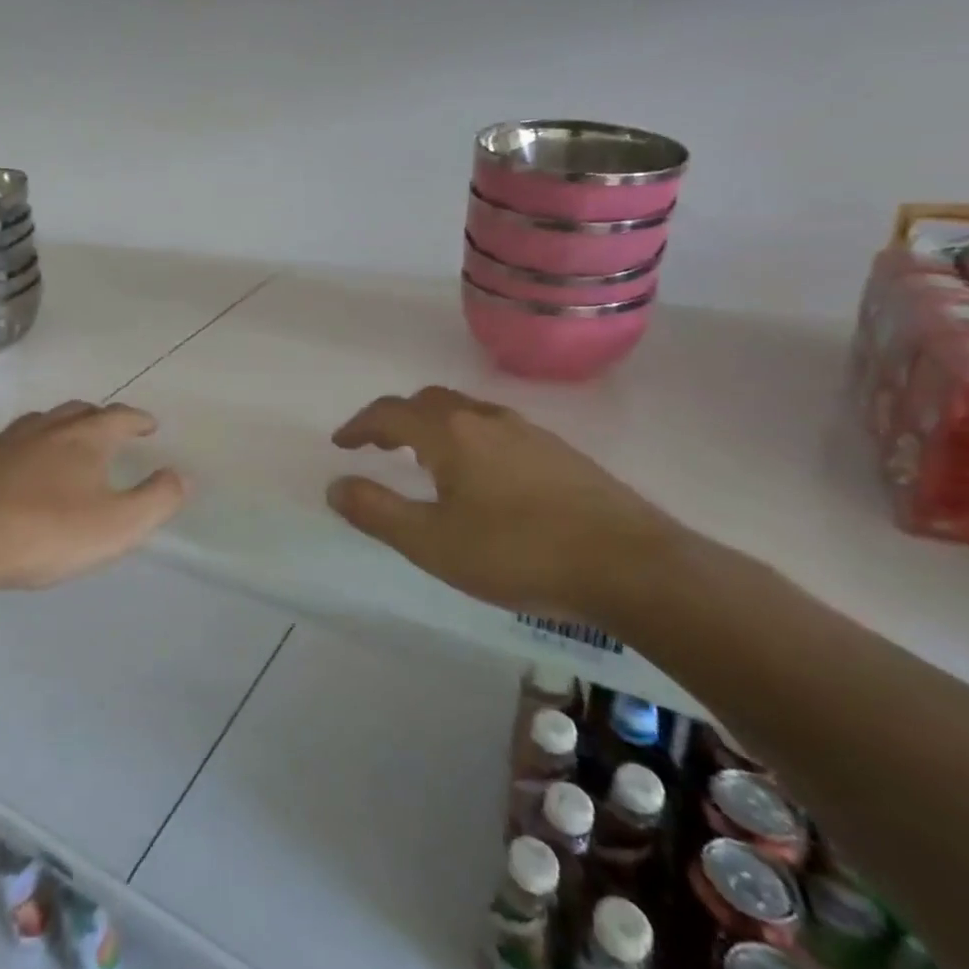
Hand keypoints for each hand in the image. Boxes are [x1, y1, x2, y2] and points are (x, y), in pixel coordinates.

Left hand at [0, 402, 187, 591]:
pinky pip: (11, 443)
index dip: (138, 420)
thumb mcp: (117, 526)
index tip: (149, 425)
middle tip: (112, 432)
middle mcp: (46, 428)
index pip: (120, 417)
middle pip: (80, 411)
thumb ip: (156, 499)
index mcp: (84, 438)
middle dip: (101, 418)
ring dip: (62, 428)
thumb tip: (181, 474)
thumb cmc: (45, 531)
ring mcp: (6, 440)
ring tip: (68, 444)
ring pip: (42, 422)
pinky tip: (20, 469)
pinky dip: (27, 448)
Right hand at [326, 387, 683, 624]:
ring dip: (433, 427)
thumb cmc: (518, 553)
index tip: (341, 444)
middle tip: (378, 447)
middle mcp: (486, 420)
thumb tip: (335, 486)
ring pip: (466, 412)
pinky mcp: (560, 453)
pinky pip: (496, 430)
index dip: (359, 426)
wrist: (633, 567)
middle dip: (395, 419)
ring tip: (425, 460)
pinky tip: (482, 477)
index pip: (390, 413)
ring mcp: (529, 433)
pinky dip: (468, 439)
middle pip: (428, 402)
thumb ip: (376, 511)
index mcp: (450, 434)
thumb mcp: (431, 543)